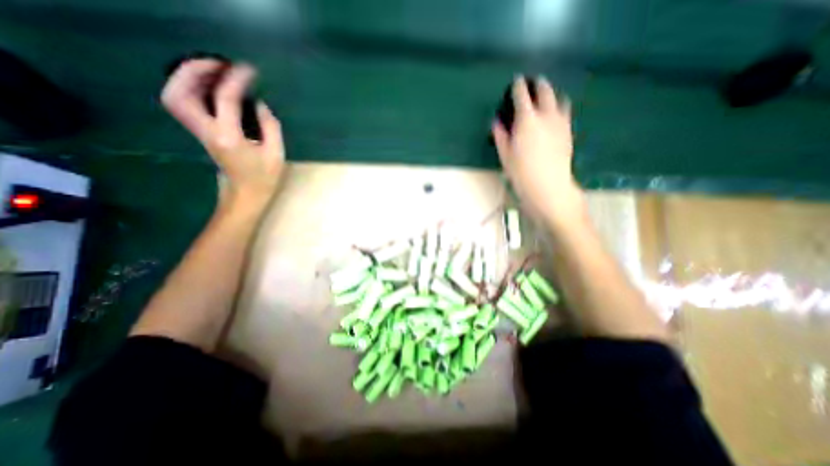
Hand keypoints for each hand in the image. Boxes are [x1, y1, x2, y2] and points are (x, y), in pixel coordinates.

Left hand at [160, 58, 285, 207]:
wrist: (245, 195)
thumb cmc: (264, 178)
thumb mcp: (276, 154)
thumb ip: (270, 126)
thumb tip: (259, 103)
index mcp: (230, 138)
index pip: (225, 100)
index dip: (235, 80)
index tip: (248, 69)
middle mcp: (208, 132)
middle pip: (180, 94)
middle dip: (194, 71)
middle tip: (218, 63)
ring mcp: (200, 133)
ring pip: (175, 97)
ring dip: (187, 78)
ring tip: (213, 71)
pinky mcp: (201, 133)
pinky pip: (184, 104)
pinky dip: (189, 89)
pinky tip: (210, 86)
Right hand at [487, 76, 585, 224]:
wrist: (548, 186)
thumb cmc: (521, 172)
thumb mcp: (505, 155)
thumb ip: (501, 135)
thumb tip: (497, 122)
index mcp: (527, 119)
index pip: (522, 95)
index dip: (518, 86)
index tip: (516, 81)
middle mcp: (546, 114)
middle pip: (544, 91)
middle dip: (538, 84)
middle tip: (533, 82)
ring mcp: (560, 122)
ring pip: (559, 98)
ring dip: (551, 94)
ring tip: (546, 97)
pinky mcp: (568, 131)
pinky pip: (565, 111)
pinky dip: (559, 107)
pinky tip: (555, 114)